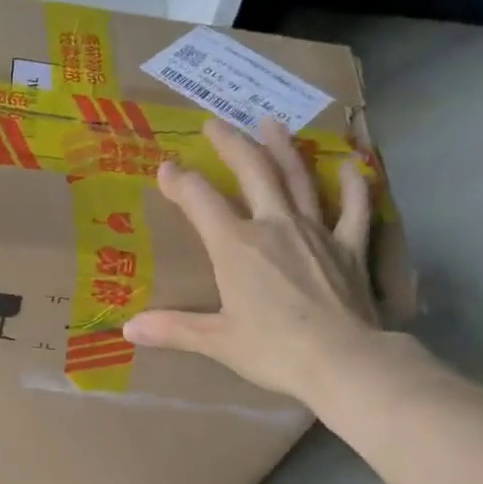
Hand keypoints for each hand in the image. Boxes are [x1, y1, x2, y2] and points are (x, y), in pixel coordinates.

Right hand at [123, 118, 386, 404]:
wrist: (342, 361)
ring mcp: (317, 232)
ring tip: (271, 122)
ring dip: (283, 148)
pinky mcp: (350, 247)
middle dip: (231, 144)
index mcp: (236, 247)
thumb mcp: (217, 342)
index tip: (166, 167)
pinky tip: (348, 165)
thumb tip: (128, 329)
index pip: (201, 201)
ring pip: (297, 179)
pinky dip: (350, 185)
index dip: (180, 181)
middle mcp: (275, 227)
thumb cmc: (274, 351)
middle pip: (253, 172)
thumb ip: (173, 330)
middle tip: (215, 123)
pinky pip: (353, 207)